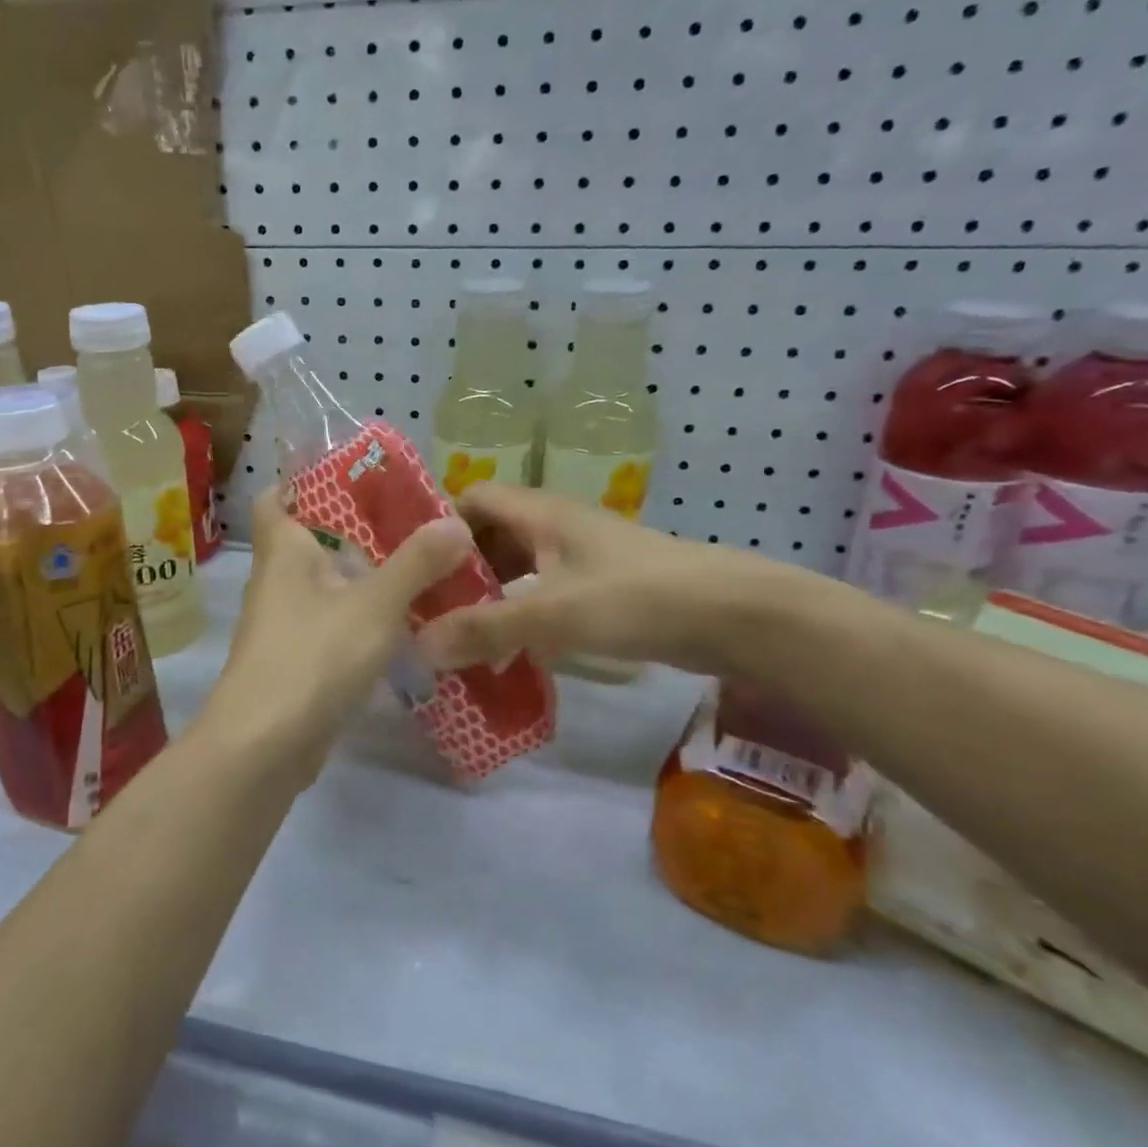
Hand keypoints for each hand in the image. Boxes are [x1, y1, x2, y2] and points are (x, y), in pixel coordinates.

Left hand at [205, 489, 474, 778]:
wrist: (264, 747)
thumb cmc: (312, 657)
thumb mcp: (375, 604)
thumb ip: (416, 563)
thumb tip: (456, 522)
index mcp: (283, 550)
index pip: (277, 496)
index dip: (306, 480)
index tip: (355, 476)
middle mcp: (277, 581)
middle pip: (313, 540)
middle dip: (357, 531)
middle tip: (412, 522)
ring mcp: (284, 625)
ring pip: (327, 586)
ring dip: (365, 577)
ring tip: (421, 567)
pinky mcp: (297, 662)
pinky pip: (333, 625)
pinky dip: (363, 619)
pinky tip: (404, 624)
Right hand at [417, 482, 814, 678]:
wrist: (735, 615)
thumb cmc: (637, 598)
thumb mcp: (553, 613)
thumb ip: (486, 629)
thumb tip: (418, 646)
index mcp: (541, 513)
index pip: (473, 497)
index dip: (440, 523)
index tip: (413, 564)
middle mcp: (557, 526)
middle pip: (492, 534)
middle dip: (460, 569)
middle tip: (429, 608)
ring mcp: (582, 556)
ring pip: (519, 566)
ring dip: (490, 594)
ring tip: (460, 633)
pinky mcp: (602, 587)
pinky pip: (545, 592)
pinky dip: (522, 613)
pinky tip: (511, 649)